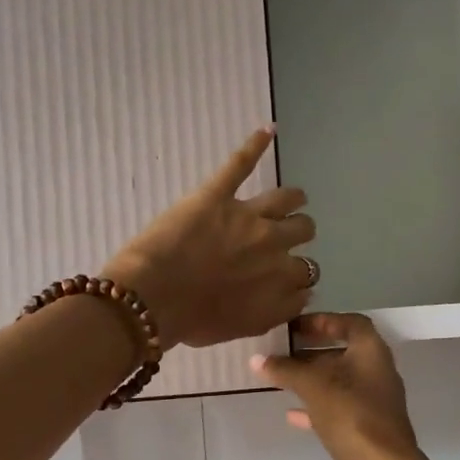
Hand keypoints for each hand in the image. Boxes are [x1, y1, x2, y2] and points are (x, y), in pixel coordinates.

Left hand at [104, 128, 316, 349]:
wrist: (154, 299)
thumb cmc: (193, 321)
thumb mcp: (244, 328)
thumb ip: (276, 312)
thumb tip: (296, 297)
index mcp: (280, 281)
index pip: (305, 275)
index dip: (296, 275)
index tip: (284, 277)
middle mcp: (274, 246)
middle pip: (303, 231)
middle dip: (297, 233)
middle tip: (284, 236)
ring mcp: (248, 216)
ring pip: (287, 199)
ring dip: (292, 199)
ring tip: (291, 198)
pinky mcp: (218, 194)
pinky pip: (241, 164)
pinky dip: (255, 145)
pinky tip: (267, 131)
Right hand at [252, 313, 436, 459]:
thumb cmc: (350, 413)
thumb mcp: (313, 385)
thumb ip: (285, 369)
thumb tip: (257, 359)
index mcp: (372, 351)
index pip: (351, 323)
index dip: (323, 321)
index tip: (295, 327)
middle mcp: (377, 372)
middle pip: (344, 352)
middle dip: (312, 351)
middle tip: (281, 352)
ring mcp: (374, 402)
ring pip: (340, 383)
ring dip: (313, 379)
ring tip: (281, 379)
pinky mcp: (367, 429)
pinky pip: (339, 409)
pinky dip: (317, 407)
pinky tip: (291, 414)